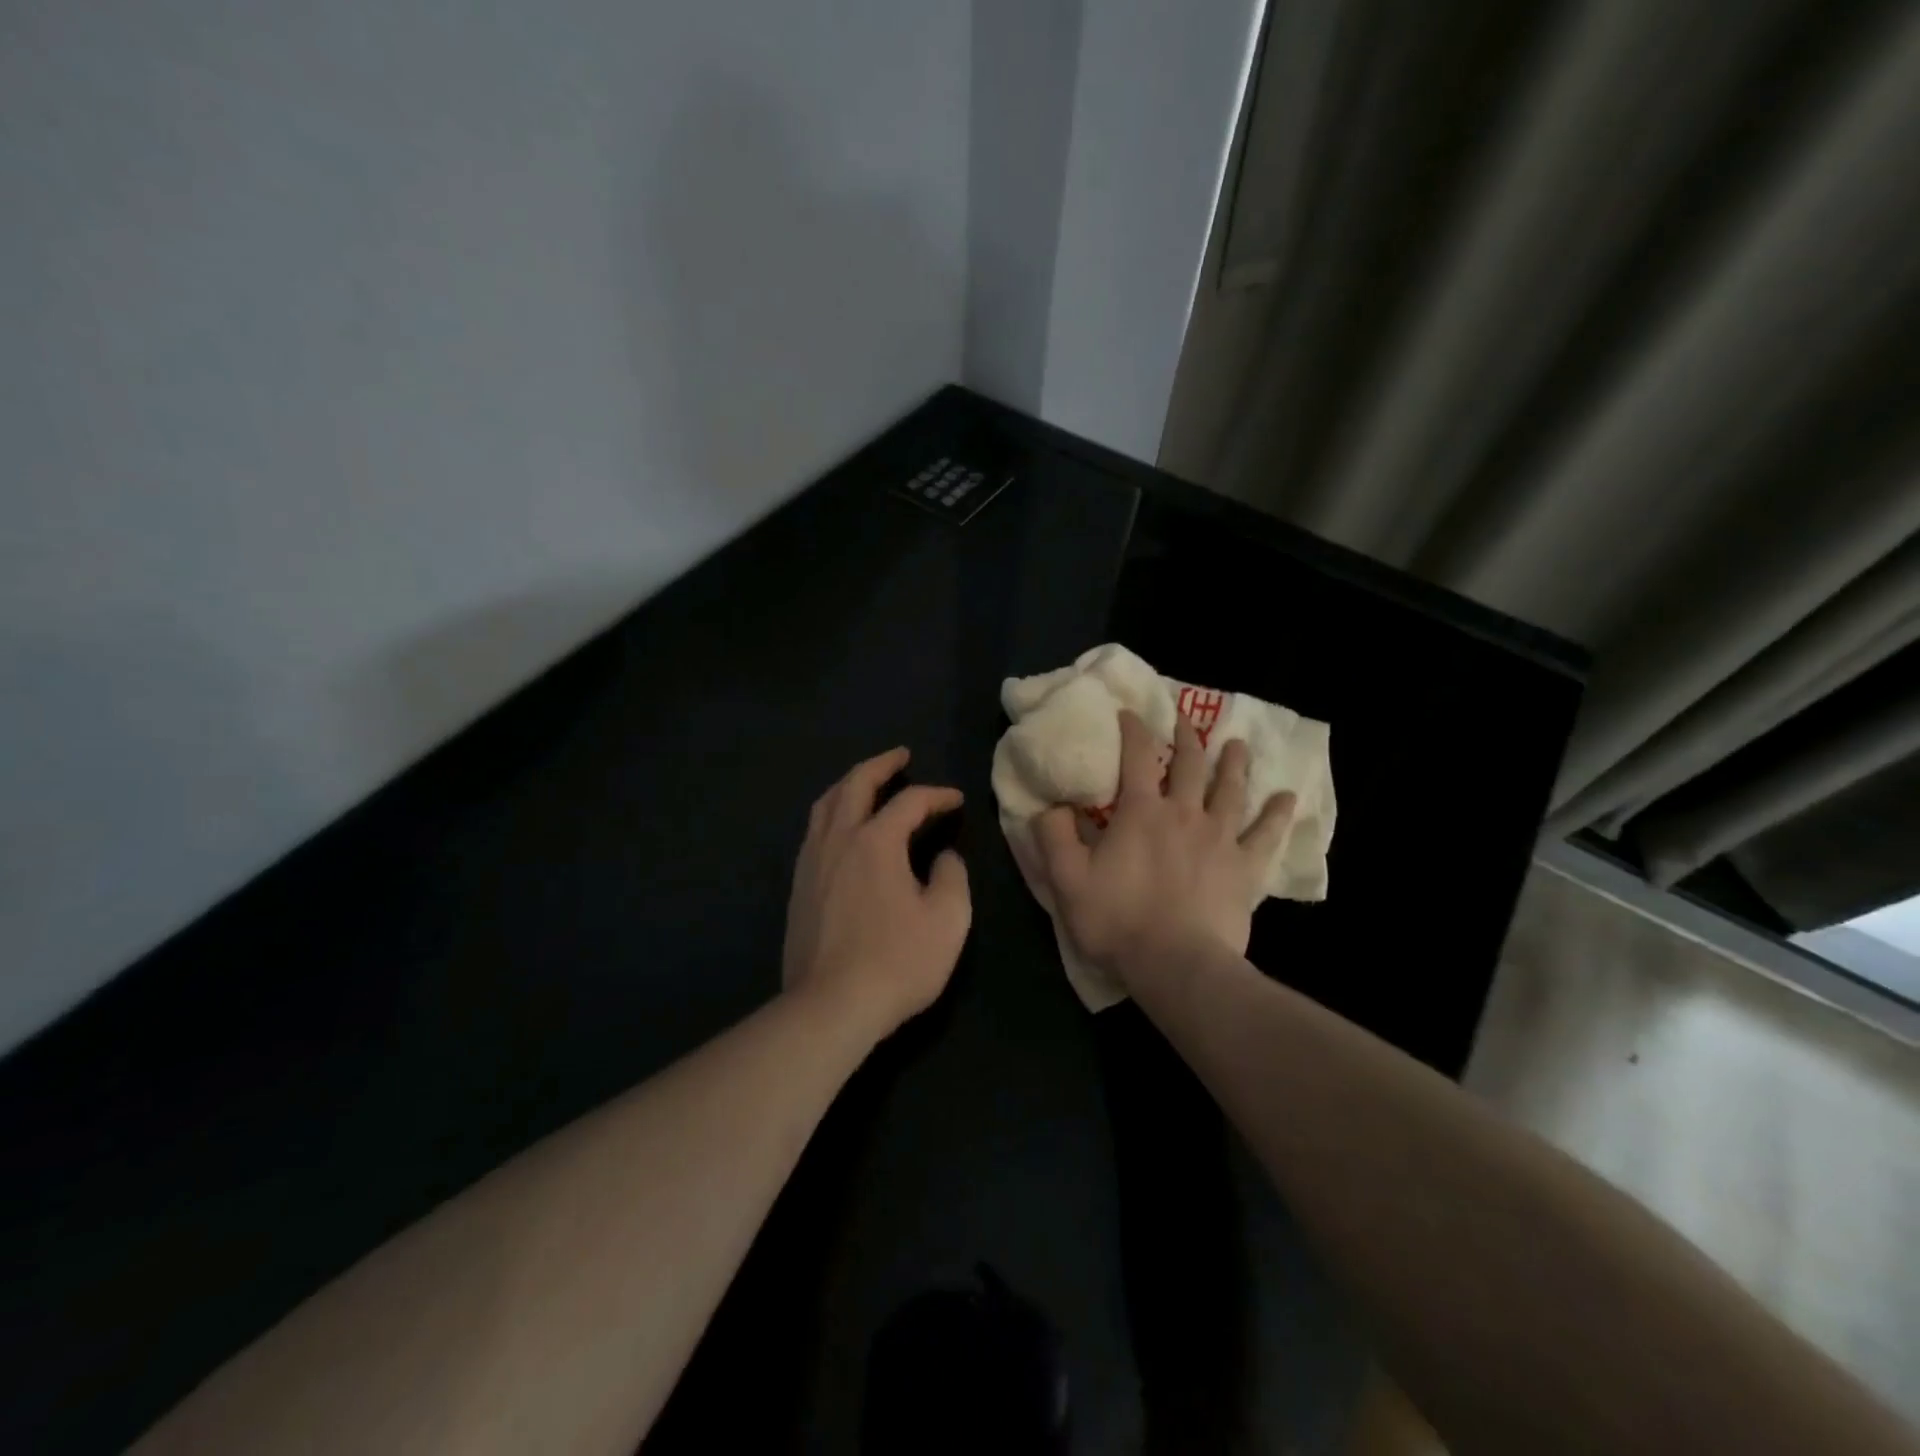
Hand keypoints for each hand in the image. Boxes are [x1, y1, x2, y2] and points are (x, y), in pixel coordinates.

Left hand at [782, 748, 971, 1040]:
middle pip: (855, 785)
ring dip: (849, 785)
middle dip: (880, 765)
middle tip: (900, 755)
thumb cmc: (897, 961)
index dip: (937, 795)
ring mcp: (811, 862)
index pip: (909, 802)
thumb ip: (952, 878)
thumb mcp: (947, 920)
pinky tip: (841, 828)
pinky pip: (814, 832)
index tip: (956, 801)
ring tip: (866, 782)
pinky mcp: (798, 887)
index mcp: (875, 841)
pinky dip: (832, 814)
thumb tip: (943, 858)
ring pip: (825, 805)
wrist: (830, 1006)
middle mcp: (838, 840)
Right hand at [1034, 711, 1293, 981]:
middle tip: (1185, 720)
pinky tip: (1287, 798)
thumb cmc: (1118, 920)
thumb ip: (1053, 837)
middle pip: (1190, 765)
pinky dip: (1277, 814)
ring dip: (1234, 764)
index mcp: (1141, 812)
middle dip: (1186, 738)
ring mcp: (1220, 839)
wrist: (1176, 964)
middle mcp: (1184, 814)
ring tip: (1238, 745)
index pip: (1137, 757)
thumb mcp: (1067, 880)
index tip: (1130, 713)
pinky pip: (1266, 834)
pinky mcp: (1245, 868)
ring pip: (1231, 790)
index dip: (1133, 730)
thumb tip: (1050, 806)